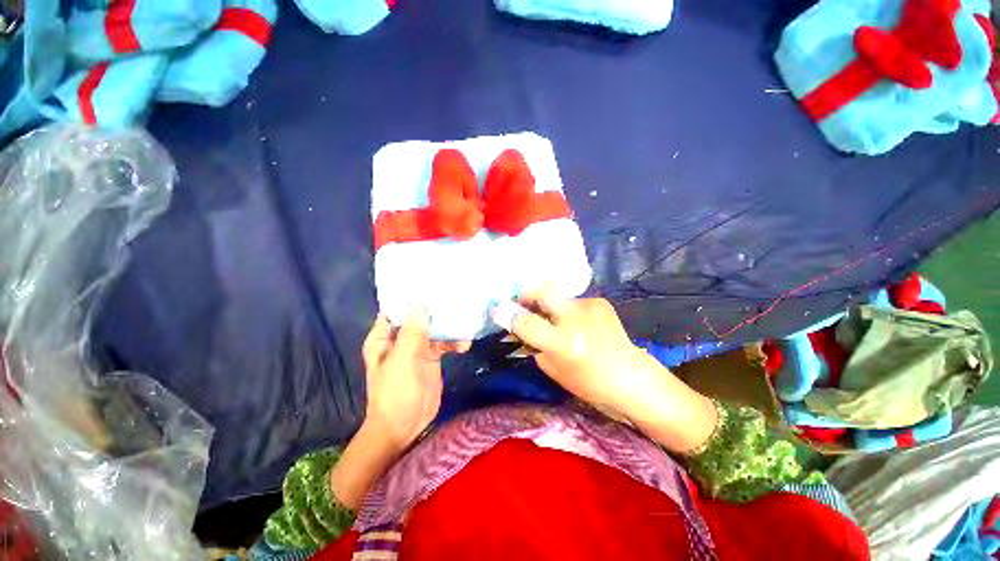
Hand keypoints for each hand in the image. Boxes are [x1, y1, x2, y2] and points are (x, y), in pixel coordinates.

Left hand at [361, 307, 469, 452]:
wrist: (404, 427)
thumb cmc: (394, 394)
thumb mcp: (402, 361)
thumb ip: (412, 332)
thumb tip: (420, 302)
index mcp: (385, 336)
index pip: (395, 309)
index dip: (409, 295)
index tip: (429, 281)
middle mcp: (401, 338)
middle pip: (418, 316)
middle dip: (434, 307)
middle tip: (454, 293)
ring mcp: (418, 347)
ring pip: (434, 328)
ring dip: (448, 325)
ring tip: (465, 320)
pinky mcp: (432, 357)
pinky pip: (444, 343)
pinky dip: (454, 342)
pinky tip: (465, 344)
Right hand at [496, 296, 653, 415]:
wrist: (631, 377)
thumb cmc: (589, 383)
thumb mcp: (553, 370)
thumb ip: (532, 344)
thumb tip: (517, 325)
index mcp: (565, 344)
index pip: (527, 323)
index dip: (508, 315)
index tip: (496, 309)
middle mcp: (577, 319)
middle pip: (542, 293)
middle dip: (527, 295)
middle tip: (522, 303)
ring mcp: (590, 306)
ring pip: (557, 297)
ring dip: (550, 306)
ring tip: (555, 320)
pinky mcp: (600, 301)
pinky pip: (573, 301)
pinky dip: (568, 310)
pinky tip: (577, 323)